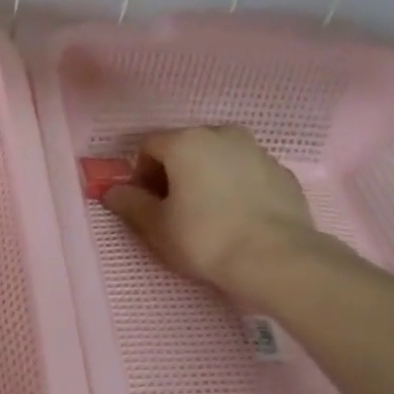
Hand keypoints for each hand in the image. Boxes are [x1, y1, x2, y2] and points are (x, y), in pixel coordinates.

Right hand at [103, 126, 320, 299]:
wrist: (276, 258)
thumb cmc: (205, 238)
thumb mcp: (156, 226)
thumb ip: (129, 203)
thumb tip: (111, 191)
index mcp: (186, 141)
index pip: (148, 147)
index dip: (140, 175)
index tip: (146, 204)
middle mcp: (222, 135)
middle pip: (185, 147)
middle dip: (173, 172)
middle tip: (173, 210)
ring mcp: (257, 151)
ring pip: (218, 157)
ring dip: (205, 177)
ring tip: (207, 214)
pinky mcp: (282, 172)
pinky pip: (246, 173)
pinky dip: (235, 186)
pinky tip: (237, 218)